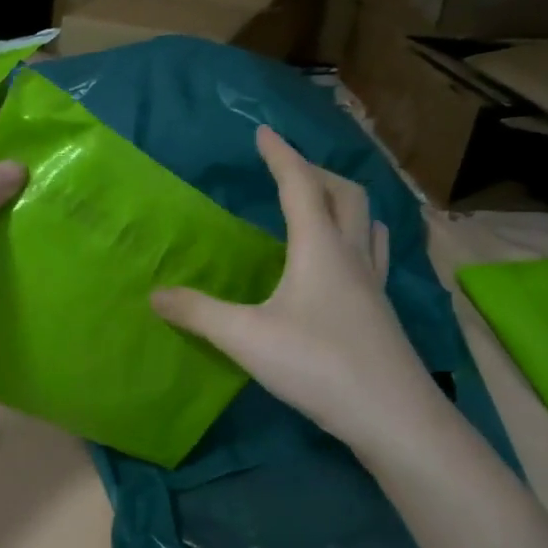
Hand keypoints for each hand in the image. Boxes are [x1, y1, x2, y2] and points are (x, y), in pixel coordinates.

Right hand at [153, 127, 438, 446]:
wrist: (392, 415)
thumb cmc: (317, 365)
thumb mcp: (246, 338)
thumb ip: (198, 313)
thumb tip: (155, 295)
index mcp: (319, 247)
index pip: (300, 185)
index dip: (280, 155)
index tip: (263, 132)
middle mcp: (352, 255)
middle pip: (345, 194)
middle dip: (316, 172)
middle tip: (288, 169)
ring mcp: (373, 283)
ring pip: (366, 222)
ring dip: (343, 201)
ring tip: (321, 204)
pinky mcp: (381, 310)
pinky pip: (372, 254)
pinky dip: (356, 237)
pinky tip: (345, 260)